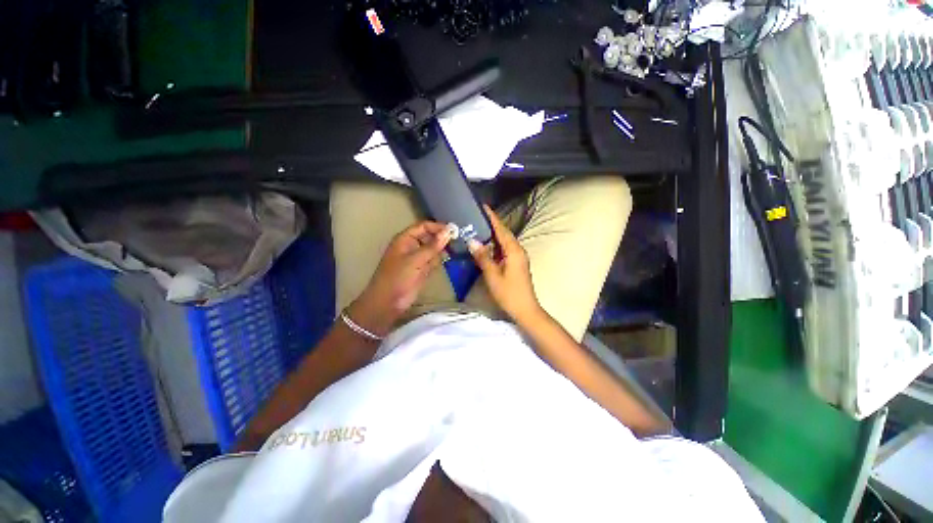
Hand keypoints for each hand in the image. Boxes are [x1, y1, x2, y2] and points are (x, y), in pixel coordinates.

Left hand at [347, 221, 451, 336]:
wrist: (388, 302)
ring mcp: (417, 259)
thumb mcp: (415, 260)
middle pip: (429, 237)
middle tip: (458, 241)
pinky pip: (433, 261)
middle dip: (441, 238)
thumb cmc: (397, 278)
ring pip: (432, 249)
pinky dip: (439, 260)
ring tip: (455, 250)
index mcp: (405, 239)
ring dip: (442, 250)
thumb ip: (432, 246)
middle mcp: (411, 246)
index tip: (454, 230)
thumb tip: (448, 232)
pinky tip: (447, 260)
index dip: (438, 227)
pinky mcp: (421, 270)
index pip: (423, 226)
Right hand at [469, 205, 542, 324]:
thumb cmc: (509, 293)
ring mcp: (518, 257)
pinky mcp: (516, 263)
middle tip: (475, 216)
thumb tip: (472, 241)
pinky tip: (485, 245)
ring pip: (504, 241)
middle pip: (503, 233)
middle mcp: (518, 250)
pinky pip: (504, 249)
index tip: (483, 206)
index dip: (492, 217)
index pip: (501, 229)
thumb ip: (483, 257)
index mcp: (514, 250)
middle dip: (491, 224)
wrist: (525, 309)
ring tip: (477, 227)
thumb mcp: (493, 275)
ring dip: (492, 234)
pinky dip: (495, 245)